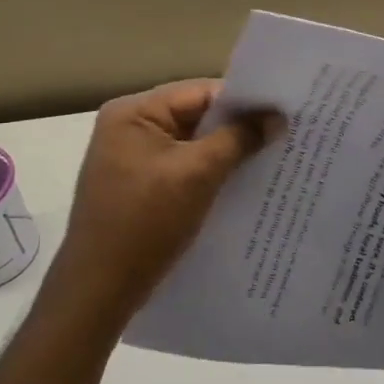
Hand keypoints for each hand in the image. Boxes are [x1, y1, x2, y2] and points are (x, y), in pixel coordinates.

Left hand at [50, 80, 279, 325]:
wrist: (99, 291)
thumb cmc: (145, 223)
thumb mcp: (198, 174)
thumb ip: (239, 138)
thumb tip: (278, 116)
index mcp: (133, 112)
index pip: (200, 93)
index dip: (244, 102)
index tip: (284, 112)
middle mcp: (129, 128)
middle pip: (197, 116)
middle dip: (238, 128)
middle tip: (285, 133)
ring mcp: (132, 159)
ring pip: (193, 144)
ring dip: (227, 152)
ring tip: (272, 156)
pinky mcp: (140, 187)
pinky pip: (184, 167)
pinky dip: (211, 173)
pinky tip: (242, 182)